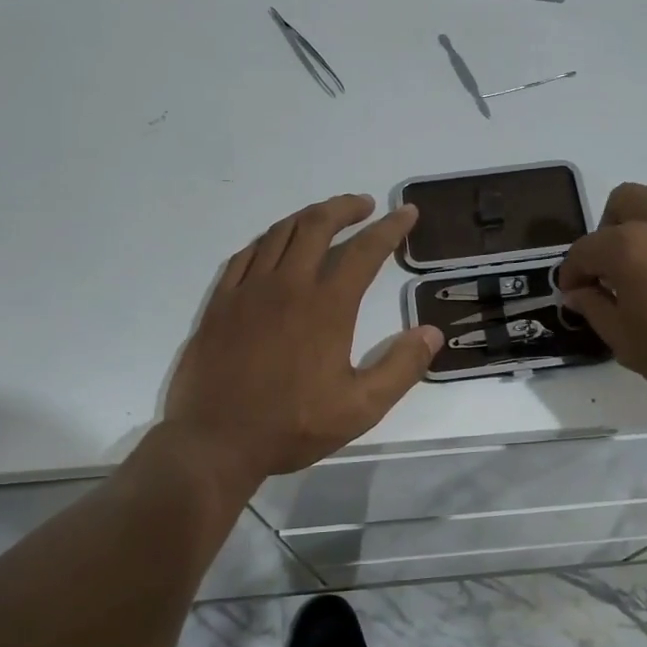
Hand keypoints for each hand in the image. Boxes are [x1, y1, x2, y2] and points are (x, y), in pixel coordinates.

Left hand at [165, 195, 443, 483]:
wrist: (215, 441)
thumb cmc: (292, 426)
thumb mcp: (360, 408)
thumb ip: (400, 368)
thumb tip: (431, 332)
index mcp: (326, 306)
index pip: (365, 250)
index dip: (391, 228)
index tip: (407, 213)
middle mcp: (287, 285)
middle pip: (318, 225)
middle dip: (346, 207)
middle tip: (365, 205)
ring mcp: (248, 290)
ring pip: (280, 233)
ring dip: (308, 217)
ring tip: (326, 217)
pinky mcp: (220, 302)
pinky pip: (246, 255)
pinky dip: (269, 240)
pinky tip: (275, 246)